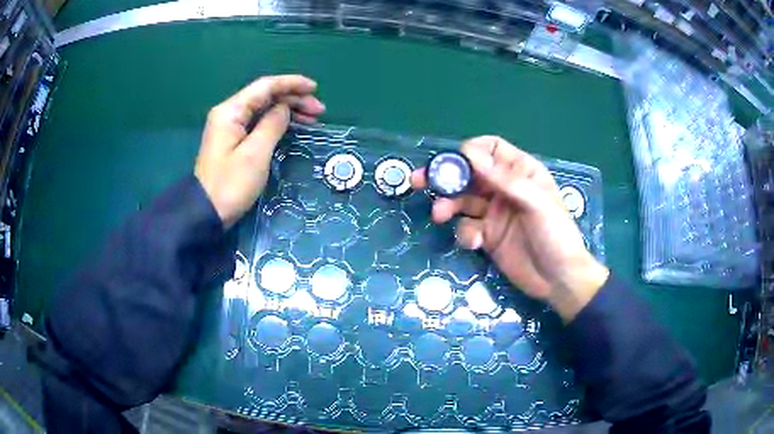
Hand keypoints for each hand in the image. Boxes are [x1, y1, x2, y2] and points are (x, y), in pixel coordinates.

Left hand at [195, 75, 324, 228]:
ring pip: (263, 109)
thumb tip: (284, 108)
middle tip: (319, 111)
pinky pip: (259, 123)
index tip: (315, 88)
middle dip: (293, 99)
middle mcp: (229, 113)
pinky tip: (293, 126)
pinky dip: (277, 122)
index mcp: (231, 111)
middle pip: (265, 96)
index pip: (265, 87)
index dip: (291, 84)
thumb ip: (272, 124)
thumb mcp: (255, 153)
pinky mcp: (233, 141)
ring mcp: (230, 127)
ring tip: (312, 119)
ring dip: (288, 111)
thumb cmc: (231, 184)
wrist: (206, 213)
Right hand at [411, 136, 608, 320]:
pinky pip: (467, 228)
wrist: (558, 280)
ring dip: (448, 206)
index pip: (491, 150)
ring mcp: (494, 213)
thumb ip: (504, 179)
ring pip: (463, 201)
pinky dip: (465, 233)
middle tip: (419, 181)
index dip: (471, 152)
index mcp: (521, 172)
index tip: (453, 162)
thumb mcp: (535, 203)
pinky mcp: (487, 237)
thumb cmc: (556, 235)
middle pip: (469, 175)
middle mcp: (504, 189)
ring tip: (440, 216)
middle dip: (445, 178)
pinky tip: (474, 243)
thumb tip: (469, 153)